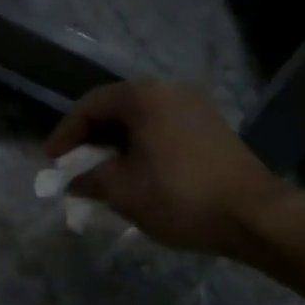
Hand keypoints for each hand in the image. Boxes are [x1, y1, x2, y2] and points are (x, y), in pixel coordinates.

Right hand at [46, 82, 290, 254]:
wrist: (253, 215)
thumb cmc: (179, 196)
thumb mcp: (122, 190)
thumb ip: (89, 179)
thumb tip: (74, 181)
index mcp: (145, 96)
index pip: (91, 105)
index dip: (66, 132)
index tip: (52, 160)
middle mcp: (170, 90)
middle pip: (116, 109)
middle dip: (91, 138)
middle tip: (74, 166)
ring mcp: (195, 107)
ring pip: (140, 120)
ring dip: (116, 145)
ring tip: (101, 173)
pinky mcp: (210, 127)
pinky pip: (162, 129)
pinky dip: (141, 147)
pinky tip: (135, 173)